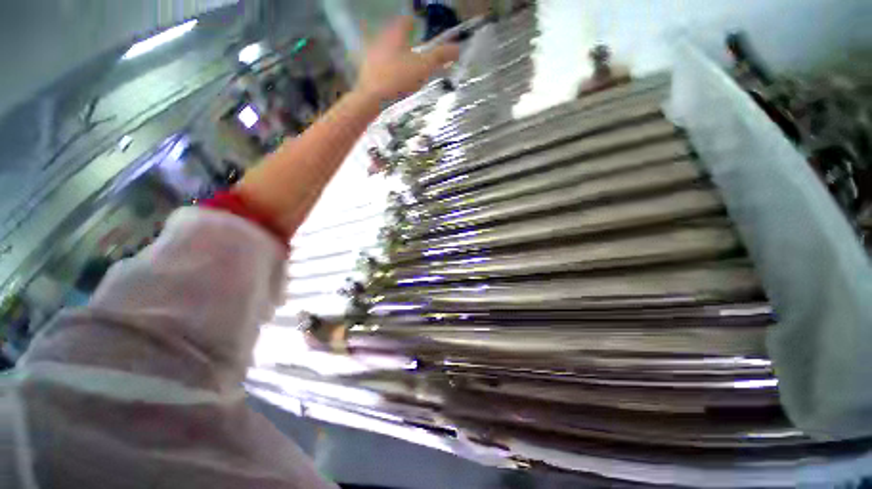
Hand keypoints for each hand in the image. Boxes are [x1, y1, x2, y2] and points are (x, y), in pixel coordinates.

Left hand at [357, 16, 459, 102]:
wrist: (372, 97)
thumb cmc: (398, 78)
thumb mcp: (423, 67)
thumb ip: (440, 57)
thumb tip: (457, 48)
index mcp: (396, 34)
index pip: (406, 21)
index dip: (413, 24)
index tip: (418, 30)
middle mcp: (381, 39)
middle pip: (395, 35)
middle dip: (404, 41)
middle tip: (414, 51)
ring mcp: (372, 55)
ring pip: (386, 50)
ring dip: (395, 56)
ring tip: (405, 68)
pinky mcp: (367, 71)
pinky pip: (380, 65)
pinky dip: (387, 69)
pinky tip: (393, 80)